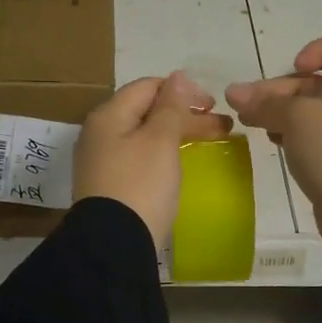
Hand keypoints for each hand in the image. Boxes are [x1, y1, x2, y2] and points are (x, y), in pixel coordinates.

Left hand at [74, 72, 232, 245]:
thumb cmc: (141, 186)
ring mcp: (101, 161)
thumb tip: (178, 77)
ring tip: (206, 143)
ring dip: (176, 134)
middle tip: (222, 128)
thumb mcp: (160, 141)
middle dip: (185, 115)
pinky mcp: (109, 186)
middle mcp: (99, 133)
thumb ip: (171, 107)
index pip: (148, 87)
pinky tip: (178, 163)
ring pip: (144, 136)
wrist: (114, 245)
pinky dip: (163, 154)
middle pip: (146, 112)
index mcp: (109, 115)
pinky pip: (138, 158)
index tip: (213, 106)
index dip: (183, 91)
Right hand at [226, 35, 321, 249]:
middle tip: (243, 105)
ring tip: (248, 123)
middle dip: (278, 89)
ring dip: (278, 112)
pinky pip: (311, 137)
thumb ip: (264, 103)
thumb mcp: (297, 118)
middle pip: (314, 82)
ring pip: (308, 111)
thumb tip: (233, 92)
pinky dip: (290, 134)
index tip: (293, 68)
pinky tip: (272, 142)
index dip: (316, 50)